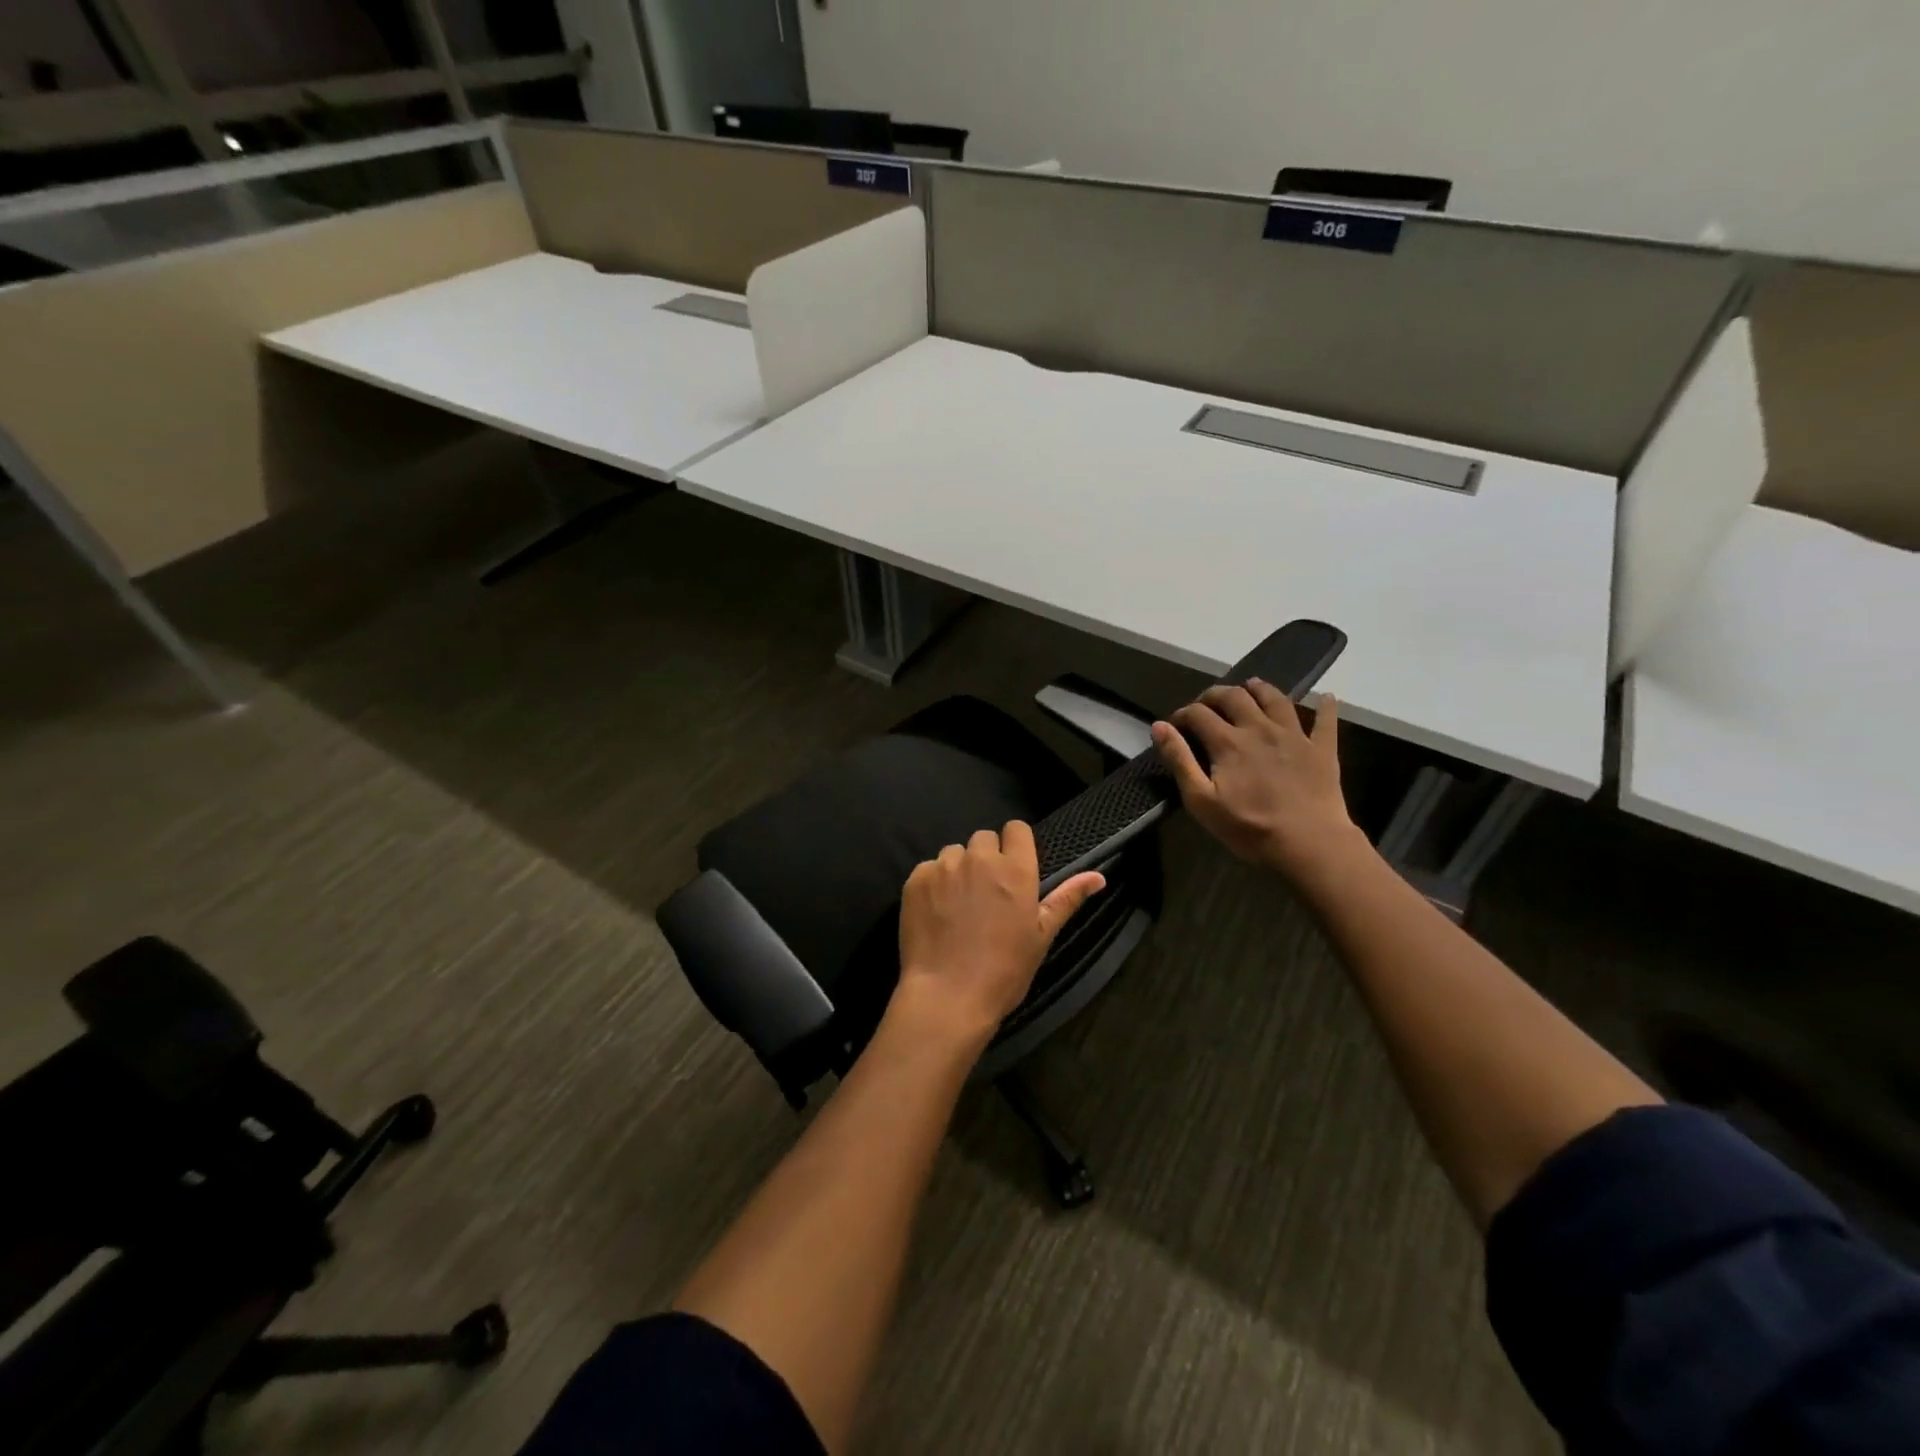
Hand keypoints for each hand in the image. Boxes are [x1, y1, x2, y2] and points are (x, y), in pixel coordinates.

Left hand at [895, 822, 1105, 1049]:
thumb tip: (1099, 876)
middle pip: (984, 838)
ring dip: (958, 869)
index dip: (1015, 845)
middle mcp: (979, 858)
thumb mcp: (1042, 936)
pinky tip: (936, 913)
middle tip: (986, 893)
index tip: (1012, 868)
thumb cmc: (1004, 970)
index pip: (1017, 829)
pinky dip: (932, 884)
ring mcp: (944, 867)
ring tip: (958, 904)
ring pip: (954, 853)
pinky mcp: (916, 879)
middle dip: (986, 858)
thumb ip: (1067, 899)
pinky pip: (928, 869)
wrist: (948, 995)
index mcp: (1015, 870)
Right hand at [1152, 680, 1360, 880]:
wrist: (1309, 845)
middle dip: (1215, 695)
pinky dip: (1326, 706)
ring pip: (1276, 698)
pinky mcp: (1322, 749)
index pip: (1198, 713)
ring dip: (1260, 689)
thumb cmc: (1249, 827)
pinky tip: (1326, 697)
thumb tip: (1160, 727)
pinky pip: (1326, 720)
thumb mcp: (1201, 800)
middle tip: (1205, 704)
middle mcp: (1260, 728)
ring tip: (1250, 687)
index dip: (1182, 714)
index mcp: (1228, 741)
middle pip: (1234, 696)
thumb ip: (1179, 760)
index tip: (1174, 725)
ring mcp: (1294, 735)